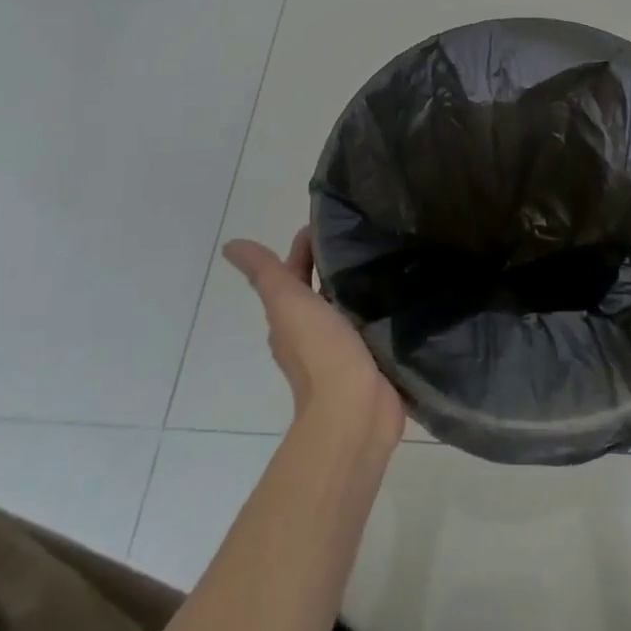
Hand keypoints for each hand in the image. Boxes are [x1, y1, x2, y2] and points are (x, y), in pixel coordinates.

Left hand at [222, 228, 404, 443]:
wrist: (355, 408)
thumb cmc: (320, 351)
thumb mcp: (288, 302)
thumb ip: (266, 273)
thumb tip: (230, 246)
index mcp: (290, 319)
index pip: (294, 274)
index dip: (304, 248)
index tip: (330, 222)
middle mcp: (313, 333)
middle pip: (320, 290)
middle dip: (334, 265)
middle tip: (366, 234)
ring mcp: (344, 349)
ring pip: (348, 308)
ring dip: (359, 287)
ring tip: (387, 258)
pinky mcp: (372, 359)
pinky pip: (374, 326)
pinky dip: (381, 310)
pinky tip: (400, 296)